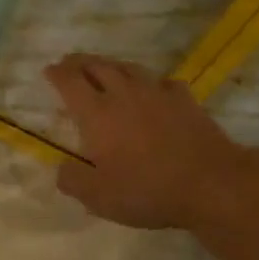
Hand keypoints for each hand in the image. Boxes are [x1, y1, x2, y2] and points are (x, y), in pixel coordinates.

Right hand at [46, 55, 246, 229]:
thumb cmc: (146, 189)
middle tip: (70, 63)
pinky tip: (152, 89)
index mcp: (97, 113)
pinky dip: (148, 82)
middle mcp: (124, 94)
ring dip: (111, 65)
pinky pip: (161, 82)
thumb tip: (62, 168)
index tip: (48, 70)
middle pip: (98, 66)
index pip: (70, 82)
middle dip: (79, 62)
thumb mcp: (98, 197)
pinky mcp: (185, 100)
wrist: (209, 182)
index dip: (56, 74)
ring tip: (104, 69)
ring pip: (129, 68)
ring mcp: (157, 93)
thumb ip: (73, 180)